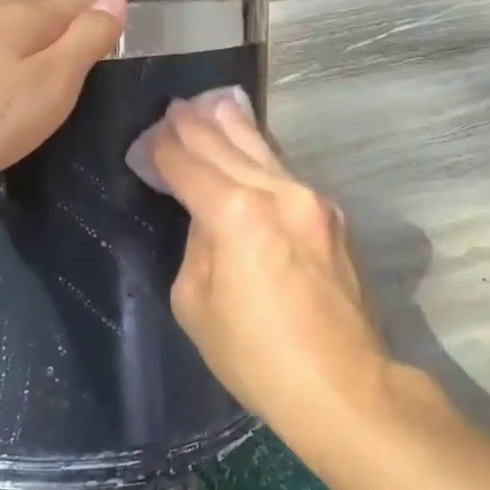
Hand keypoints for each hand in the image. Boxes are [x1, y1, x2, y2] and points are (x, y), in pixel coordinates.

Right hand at [147, 92, 390, 429]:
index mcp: (236, 215)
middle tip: (175, 107)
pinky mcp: (333, 217)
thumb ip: (197, 245)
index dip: (163, 151)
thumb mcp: (195, 302)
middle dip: (195, 127)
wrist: (342, 385)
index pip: (189, 167)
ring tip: (212, 104)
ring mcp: (313, 201)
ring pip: (264, 152)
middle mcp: (278, 193)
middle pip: (227, 148)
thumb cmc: (254, 355)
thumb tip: (207, 218)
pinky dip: (261, 156)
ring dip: (233, 127)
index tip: (147, 139)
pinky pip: (286, 174)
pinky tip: (252, 145)